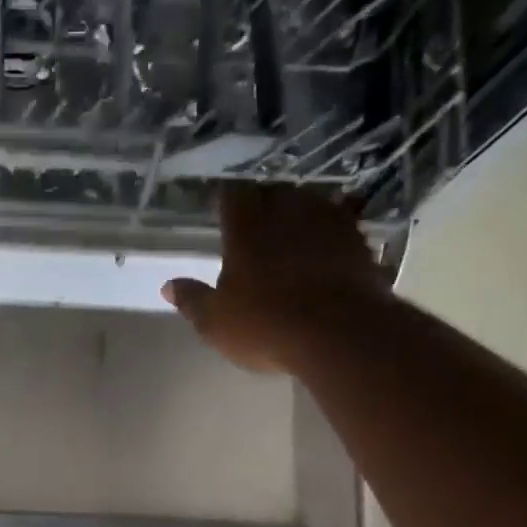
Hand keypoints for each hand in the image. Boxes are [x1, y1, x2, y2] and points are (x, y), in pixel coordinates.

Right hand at [163, 183, 387, 372]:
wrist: (338, 333)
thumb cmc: (265, 326)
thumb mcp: (215, 322)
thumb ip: (192, 300)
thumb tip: (168, 286)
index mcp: (246, 229)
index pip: (233, 197)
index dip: (227, 202)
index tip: (223, 212)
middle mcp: (286, 214)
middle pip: (274, 193)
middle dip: (265, 203)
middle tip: (258, 223)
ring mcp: (327, 224)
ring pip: (311, 203)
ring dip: (301, 213)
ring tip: (295, 231)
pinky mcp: (358, 242)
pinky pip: (343, 225)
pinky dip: (333, 231)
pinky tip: (330, 247)